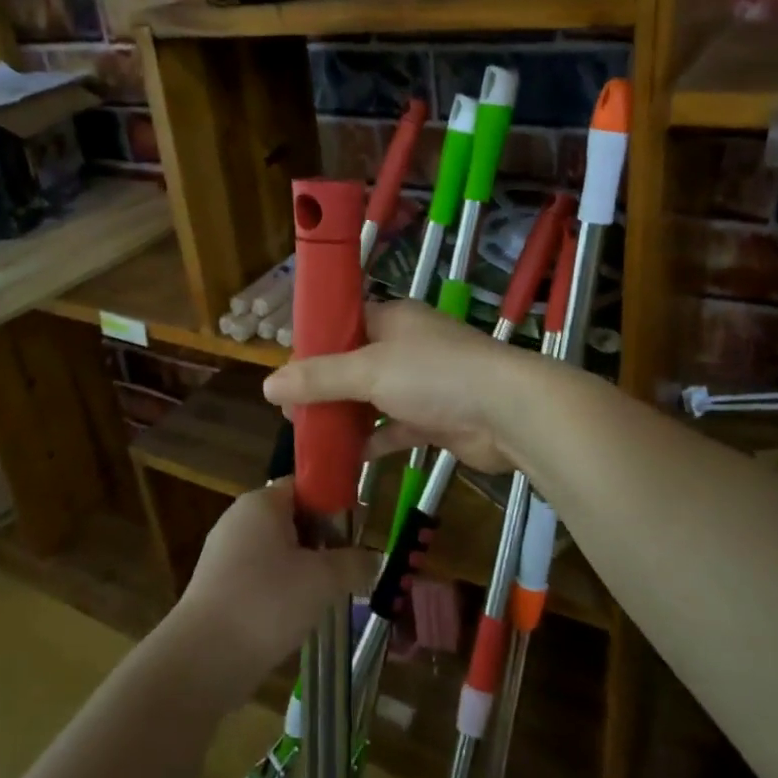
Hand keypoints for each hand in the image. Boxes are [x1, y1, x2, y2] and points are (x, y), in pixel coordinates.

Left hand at [166, 480, 375, 704]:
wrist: (203, 660)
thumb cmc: (268, 603)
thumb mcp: (324, 579)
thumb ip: (355, 563)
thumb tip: (375, 559)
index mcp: (261, 502)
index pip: (305, 484)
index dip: (335, 502)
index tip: (359, 529)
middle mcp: (239, 519)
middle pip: (293, 517)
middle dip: (324, 540)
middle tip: (350, 566)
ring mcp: (225, 553)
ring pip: (279, 550)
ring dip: (306, 568)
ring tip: (330, 595)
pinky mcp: (219, 586)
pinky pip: (261, 575)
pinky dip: (283, 589)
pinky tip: (298, 616)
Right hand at [262, 300, 540, 473]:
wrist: (508, 412)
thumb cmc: (435, 375)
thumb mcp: (369, 370)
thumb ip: (319, 378)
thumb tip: (268, 386)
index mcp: (393, 320)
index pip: (344, 323)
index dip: (313, 344)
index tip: (286, 372)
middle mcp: (407, 348)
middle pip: (354, 364)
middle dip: (323, 388)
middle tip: (290, 413)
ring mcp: (424, 385)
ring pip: (373, 399)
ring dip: (346, 416)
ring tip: (308, 436)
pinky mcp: (436, 419)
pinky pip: (395, 428)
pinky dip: (374, 441)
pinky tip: (348, 458)